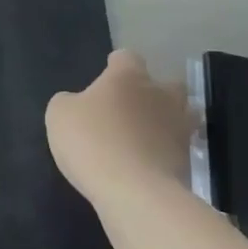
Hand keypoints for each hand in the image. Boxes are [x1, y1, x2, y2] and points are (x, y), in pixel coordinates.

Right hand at [46, 51, 193, 206]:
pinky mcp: (188, 158)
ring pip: (182, 114)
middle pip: (166, 83)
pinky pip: (178, 146)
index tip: (105, 79)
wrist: (134, 191)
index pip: (126, 57)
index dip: (115, 66)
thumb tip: (78, 103)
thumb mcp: (59, 115)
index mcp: (128, 77)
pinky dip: (166, 151)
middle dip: (153, 92)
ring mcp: (179, 127)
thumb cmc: (92, 141)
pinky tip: (148, 163)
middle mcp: (160, 94)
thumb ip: (69, 102)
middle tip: (130, 109)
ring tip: (146, 136)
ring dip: (167, 120)